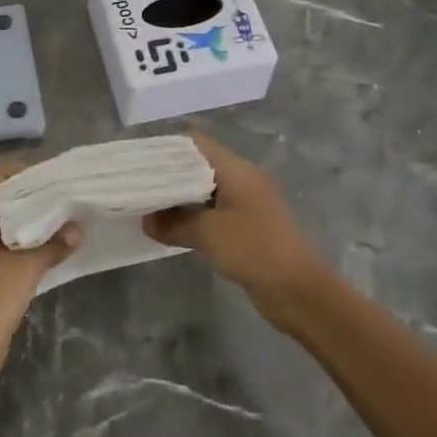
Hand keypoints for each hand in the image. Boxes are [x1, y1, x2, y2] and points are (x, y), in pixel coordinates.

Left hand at [0, 164, 78, 384]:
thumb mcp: (26, 269)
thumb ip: (54, 245)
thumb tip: (78, 229)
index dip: (26, 172)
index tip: (56, 177)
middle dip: (30, 197)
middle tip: (64, 196)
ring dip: (26, 221)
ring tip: (61, 218)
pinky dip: (18, 241)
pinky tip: (46, 247)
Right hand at [143, 132, 331, 328]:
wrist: (299, 291)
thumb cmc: (254, 249)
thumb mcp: (208, 234)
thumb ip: (174, 223)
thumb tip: (146, 220)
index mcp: (236, 170)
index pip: (196, 144)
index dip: (167, 148)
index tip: (139, 160)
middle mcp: (241, 181)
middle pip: (198, 166)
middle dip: (168, 175)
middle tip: (136, 184)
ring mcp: (245, 205)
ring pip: (204, 192)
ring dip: (179, 198)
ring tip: (146, 205)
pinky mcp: (246, 228)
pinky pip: (212, 214)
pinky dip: (192, 217)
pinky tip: (171, 228)